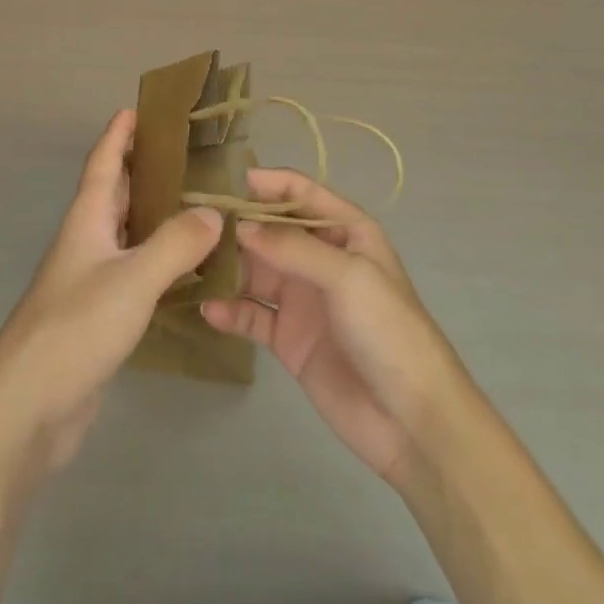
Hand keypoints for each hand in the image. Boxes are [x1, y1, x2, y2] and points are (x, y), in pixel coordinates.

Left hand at [0, 110, 224, 469]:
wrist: (27, 409)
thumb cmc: (75, 328)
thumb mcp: (132, 279)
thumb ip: (176, 244)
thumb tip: (214, 212)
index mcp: (87, 221)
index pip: (103, 163)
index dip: (118, 135)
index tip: (138, 108)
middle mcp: (87, 242)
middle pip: (115, 193)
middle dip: (143, 169)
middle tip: (187, 154)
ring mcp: (90, 281)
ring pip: (127, 233)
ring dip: (155, 215)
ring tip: (198, 203)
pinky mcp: (99, 316)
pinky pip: (134, 272)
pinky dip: (159, 260)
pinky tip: (186, 268)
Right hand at [201, 168, 469, 487]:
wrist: (412, 420)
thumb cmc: (388, 330)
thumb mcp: (346, 276)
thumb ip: (292, 247)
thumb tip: (240, 226)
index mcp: (346, 232)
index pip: (302, 194)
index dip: (268, 183)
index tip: (226, 182)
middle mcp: (321, 259)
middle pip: (271, 232)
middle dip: (238, 227)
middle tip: (194, 226)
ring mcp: (303, 300)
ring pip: (256, 271)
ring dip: (228, 267)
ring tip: (191, 264)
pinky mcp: (289, 339)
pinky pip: (253, 315)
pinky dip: (231, 311)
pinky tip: (208, 310)